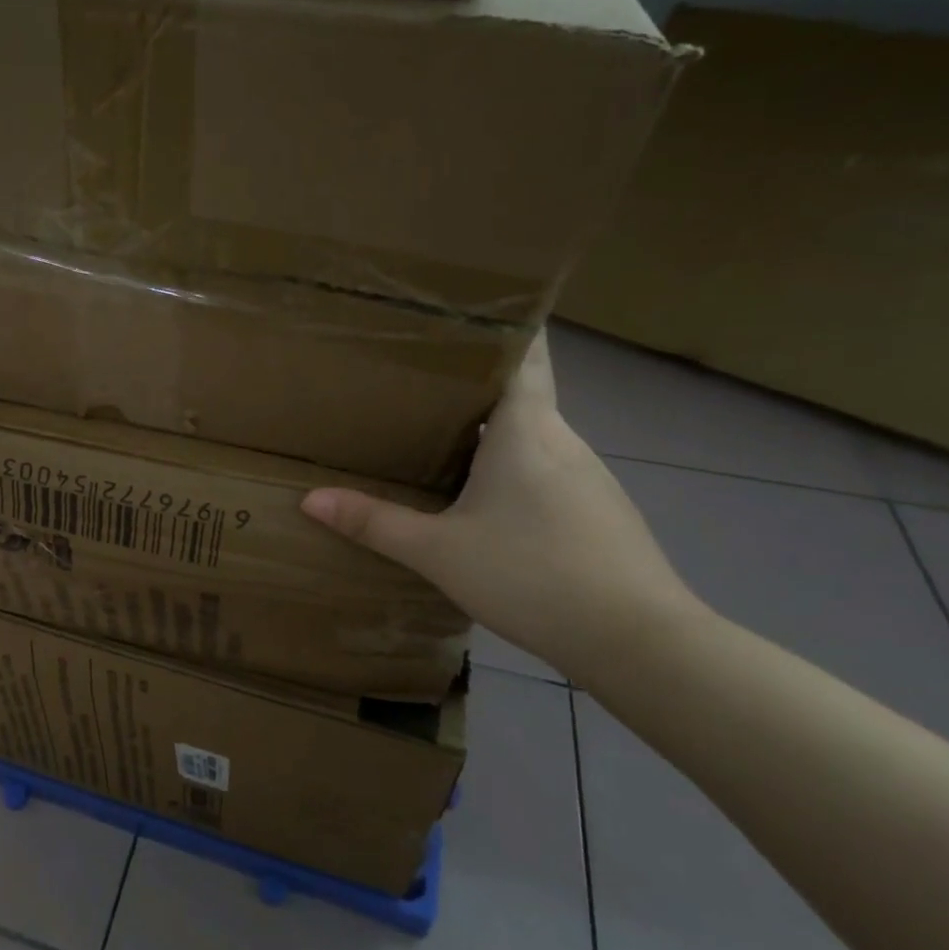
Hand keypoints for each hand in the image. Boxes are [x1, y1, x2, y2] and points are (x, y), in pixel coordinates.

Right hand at [302, 331, 700, 673]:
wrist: (638, 641)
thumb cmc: (532, 576)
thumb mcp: (438, 551)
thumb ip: (375, 522)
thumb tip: (309, 499)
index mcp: (527, 429)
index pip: (524, 352)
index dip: (500, 324)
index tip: (460, 309)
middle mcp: (562, 439)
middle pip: (520, 391)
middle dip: (473, 380)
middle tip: (417, 375)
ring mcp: (587, 476)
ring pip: (532, 434)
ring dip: (492, 427)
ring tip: (439, 430)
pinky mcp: (598, 509)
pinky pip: (546, 468)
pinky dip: (513, 465)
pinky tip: (485, 497)